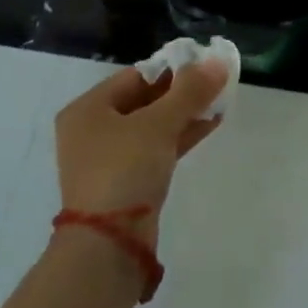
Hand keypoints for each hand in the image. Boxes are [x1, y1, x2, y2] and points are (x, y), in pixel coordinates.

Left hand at [54, 59, 227, 246]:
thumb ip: (189, 91)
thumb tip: (218, 62)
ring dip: (184, 114)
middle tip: (215, 83)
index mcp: (88, 109)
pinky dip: (179, 137)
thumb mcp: (159, 124)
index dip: (171, 68)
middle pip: (143, 100)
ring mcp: (108, 159)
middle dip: (180, 92)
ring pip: (152, 126)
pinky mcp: (125, 183)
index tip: (204, 65)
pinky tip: (209, 125)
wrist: (108, 246)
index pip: (135, 76)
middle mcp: (92, 130)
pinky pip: (155, 149)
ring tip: (219, 101)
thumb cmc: (124, 170)